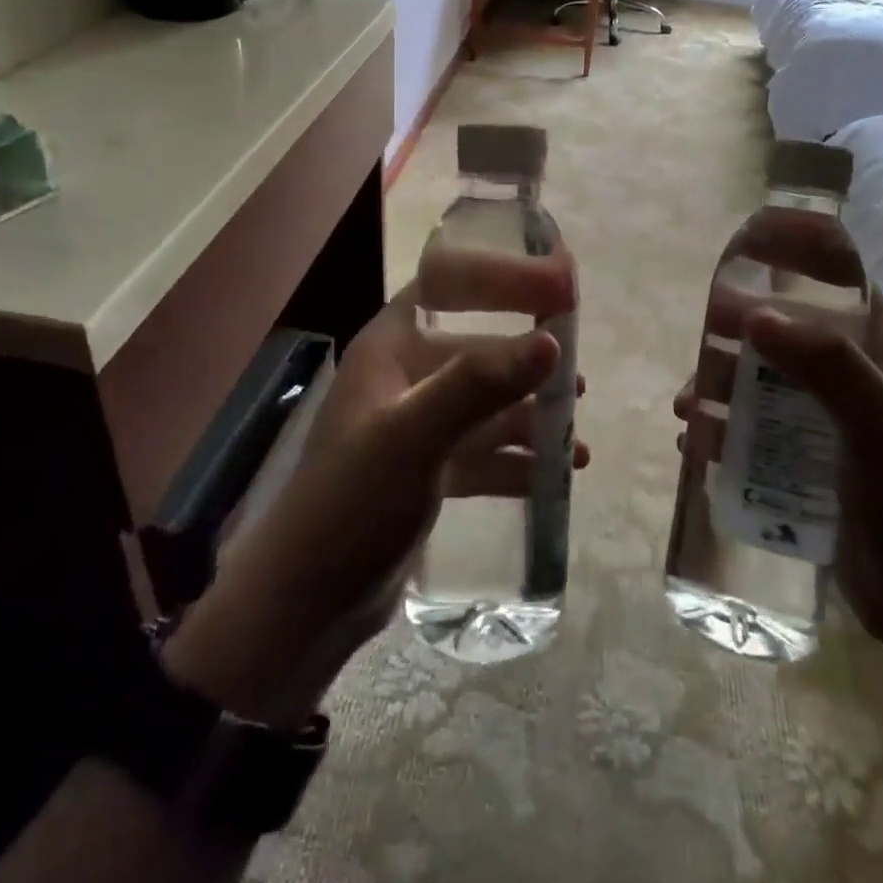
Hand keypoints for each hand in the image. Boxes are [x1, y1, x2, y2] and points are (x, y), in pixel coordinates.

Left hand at [164, 244, 584, 725]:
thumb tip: (550, 341)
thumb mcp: (414, 435)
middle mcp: (403, 378)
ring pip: (483, 406)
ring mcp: (414, 427)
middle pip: (475, 350)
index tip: (554, 286)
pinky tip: (557, 474)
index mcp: (389, 348)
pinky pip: (481, 453)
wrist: (305, 604)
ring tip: (577, 433)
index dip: (499, 278)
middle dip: (525, 360)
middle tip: (577, 371)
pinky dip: (516, 460)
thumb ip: (479, 384)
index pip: (447, 286)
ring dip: (529, 416)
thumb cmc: (352, 501)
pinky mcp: (425, 473)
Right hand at [675, 212, 882, 646]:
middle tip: (702, 341)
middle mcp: (852, 377)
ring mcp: (825, 421)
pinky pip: (752, 430)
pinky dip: (720, 429)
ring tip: (686, 408)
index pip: (840, 279)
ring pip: (760, 382)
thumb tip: (752, 313)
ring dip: (719, 386)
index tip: (746, 245)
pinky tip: (696, 445)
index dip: (797, 253)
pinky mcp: (803, 462)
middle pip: (785, 329)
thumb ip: (828, 367)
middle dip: (739, 329)